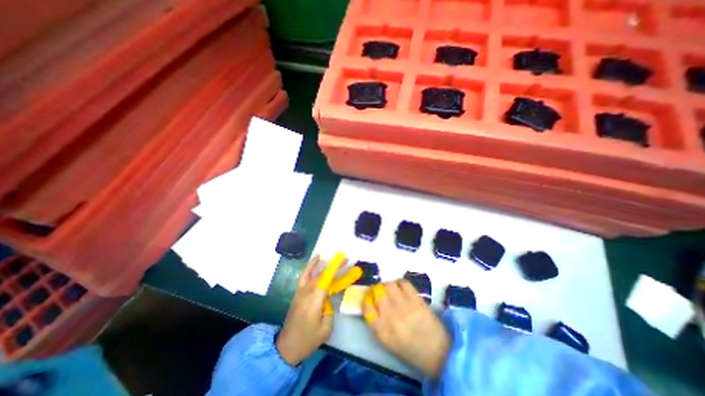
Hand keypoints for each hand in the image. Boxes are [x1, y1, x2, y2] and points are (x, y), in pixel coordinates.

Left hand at [275, 256, 340, 366]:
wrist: (286, 347)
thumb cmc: (307, 339)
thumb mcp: (326, 328)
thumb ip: (329, 309)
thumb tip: (327, 299)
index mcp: (314, 300)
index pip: (326, 278)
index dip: (335, 267)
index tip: (344, 259)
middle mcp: (307, 292)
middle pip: (321, 274)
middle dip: (333, 265)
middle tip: (345, 259)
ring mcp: (300, 292)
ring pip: (311, 273)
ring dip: (321, 263)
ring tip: (330, 257)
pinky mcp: (297, 294)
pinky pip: (304, 277)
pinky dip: (309, 267)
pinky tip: (315, 262)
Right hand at [363, 280, 450, 378]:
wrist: (439, 353)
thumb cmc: (411, 350)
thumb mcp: (388, 342)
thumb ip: (377, 323)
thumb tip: (372, 303)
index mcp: (382, 331)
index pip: (366, 307)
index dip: (366, 299)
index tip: (369, 298)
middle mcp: (391, 317)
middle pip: (377, 292)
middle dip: (377, 290)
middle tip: (381, 291)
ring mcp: (404, 307)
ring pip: (389, 285)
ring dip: (388, 285)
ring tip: (391, 289)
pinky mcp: (417, 300)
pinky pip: (404, 283)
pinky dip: (400, 282)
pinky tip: (402, 288)